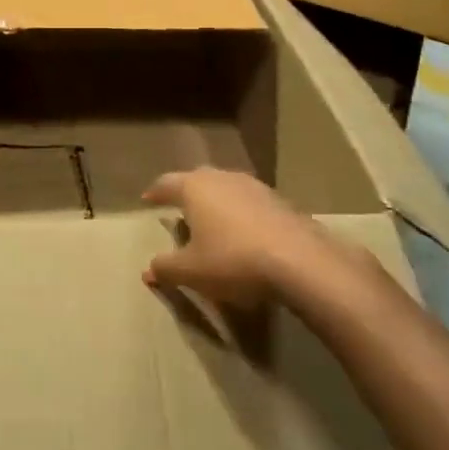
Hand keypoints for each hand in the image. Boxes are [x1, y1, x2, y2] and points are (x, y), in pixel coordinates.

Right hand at [141, 169, 349, 309]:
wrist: (300, 262)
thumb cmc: (233, 260)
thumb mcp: (191, 271)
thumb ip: (165, 268)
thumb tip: (148, 270)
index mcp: (195, 188)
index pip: (167, 183)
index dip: (156, 192)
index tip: (148, 199)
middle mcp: (223, 178)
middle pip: (198, 180)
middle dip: (187, 193)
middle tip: (179, 208)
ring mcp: (255, 186)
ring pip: (227, 188)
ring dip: (217, 202)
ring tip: (212, 221)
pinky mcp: (281, 201)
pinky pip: (250, 203)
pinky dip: (241, 214)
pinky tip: (244, 234)